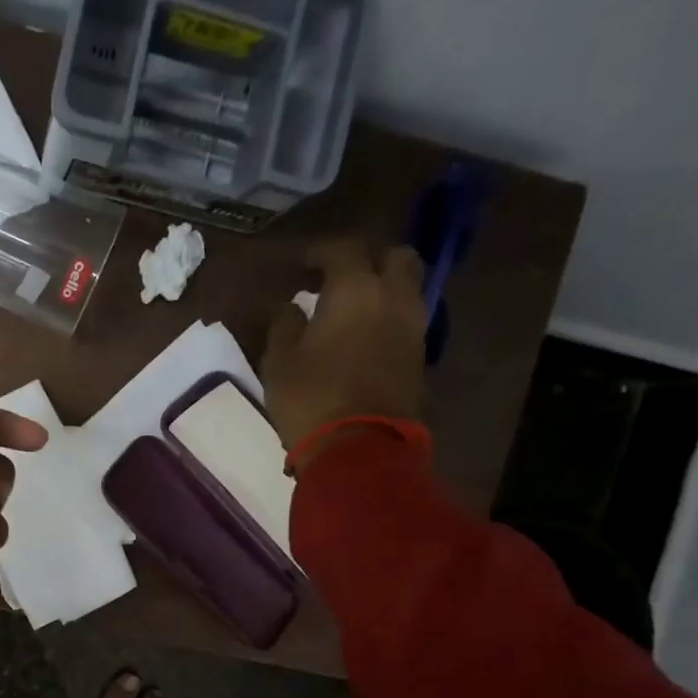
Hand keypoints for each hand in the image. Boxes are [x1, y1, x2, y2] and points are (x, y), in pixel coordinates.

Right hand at [262, 238, 427, 468]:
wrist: (358, 448)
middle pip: (395, 258)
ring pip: (407, 289)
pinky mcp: (419, 358)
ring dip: (383, 289)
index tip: (301, 263)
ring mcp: (412, 328)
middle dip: (369, 260)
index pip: (343, 250)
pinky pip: (406, 321)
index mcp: (355, 290)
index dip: (321, 251)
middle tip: (340, 278)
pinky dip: (388, 317)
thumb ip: (284, 325)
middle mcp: (393, 298)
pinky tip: (364, 335)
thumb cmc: (310, 399)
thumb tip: (290, 307)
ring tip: (352, 309)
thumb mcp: (279, 362)